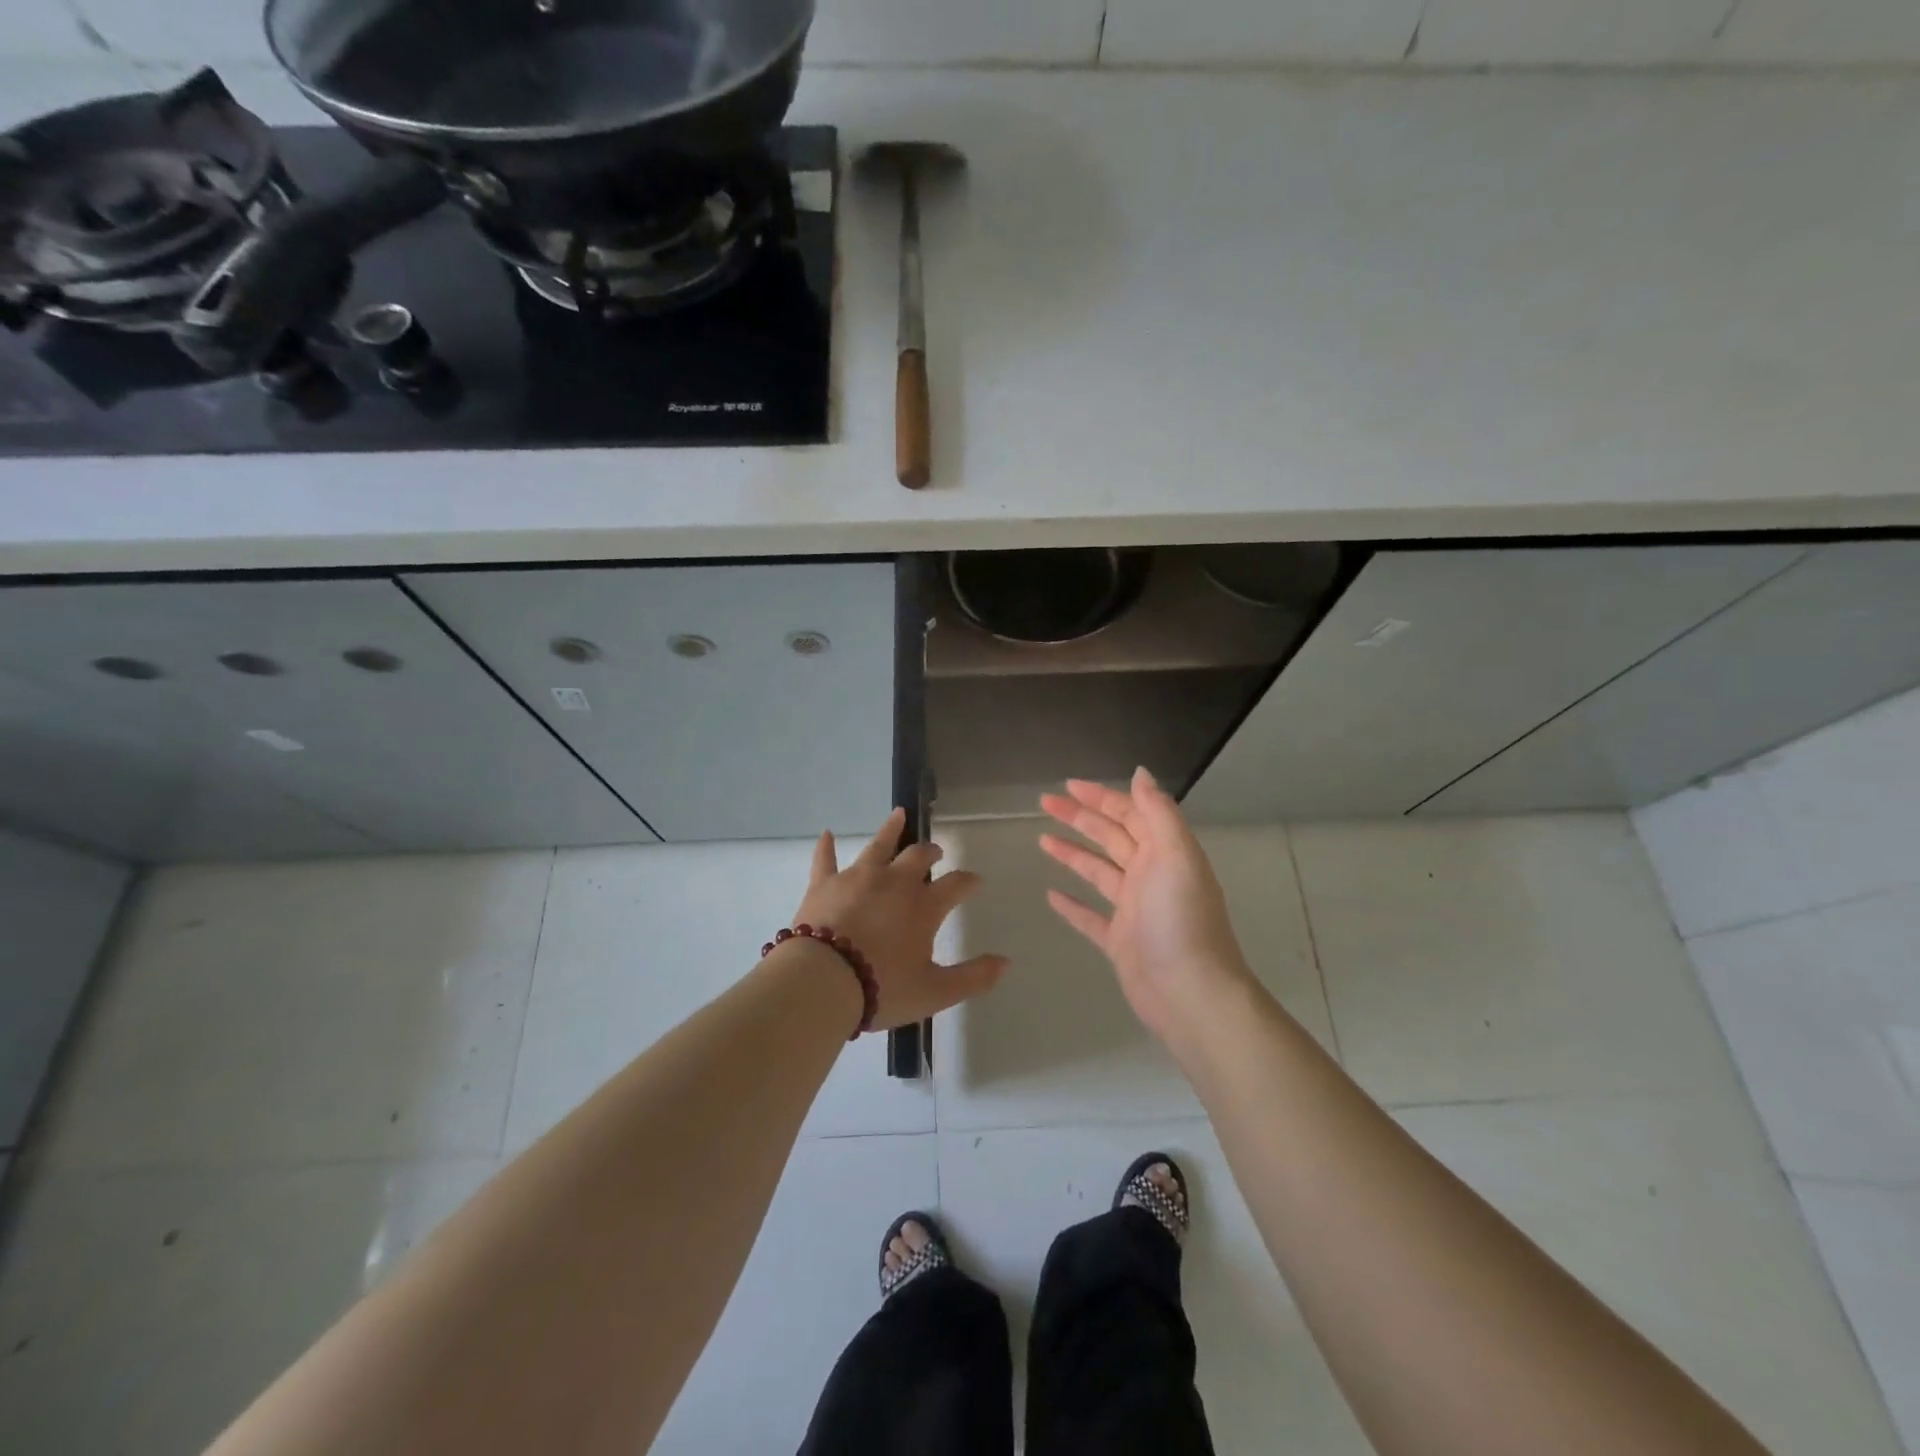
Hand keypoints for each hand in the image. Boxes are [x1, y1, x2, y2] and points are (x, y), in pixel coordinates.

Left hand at [789, 808, 1009, 1031]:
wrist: (823, 982)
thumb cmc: (883, 988)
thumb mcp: (935, 991)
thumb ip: (973, 978)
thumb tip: (1005, 962)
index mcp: (923, 906)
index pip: (955, 884)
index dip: (968, 881)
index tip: (975, 881)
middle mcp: (894, 882)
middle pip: (918, 856)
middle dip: (931, 851)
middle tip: (936, 851)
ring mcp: (857, 878)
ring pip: (878, 845)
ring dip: (891, 830)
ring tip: (899, 814)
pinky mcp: (824, 884)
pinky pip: (825, 859)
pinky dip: (826, 847)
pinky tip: (826, 834)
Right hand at [1040, 768, 1254, 1043]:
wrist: (1190, 993)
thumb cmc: (1181, 919)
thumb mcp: (1175, 854)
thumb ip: (1158, 812)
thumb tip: (1141, 773)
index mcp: (1165, 853)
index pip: (1130, 814)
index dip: (1101, 797)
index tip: (1068, 785)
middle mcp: (1150, 876)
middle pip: (1110, 837)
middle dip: (1079, 817)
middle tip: (1045, 803)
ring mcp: (1134, 910)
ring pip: (1098, 872)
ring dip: (1072, 853)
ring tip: (1042, 840)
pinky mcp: (1120, 941)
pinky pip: (1090, 916)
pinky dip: (1072, 905)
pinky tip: (1051, 894)